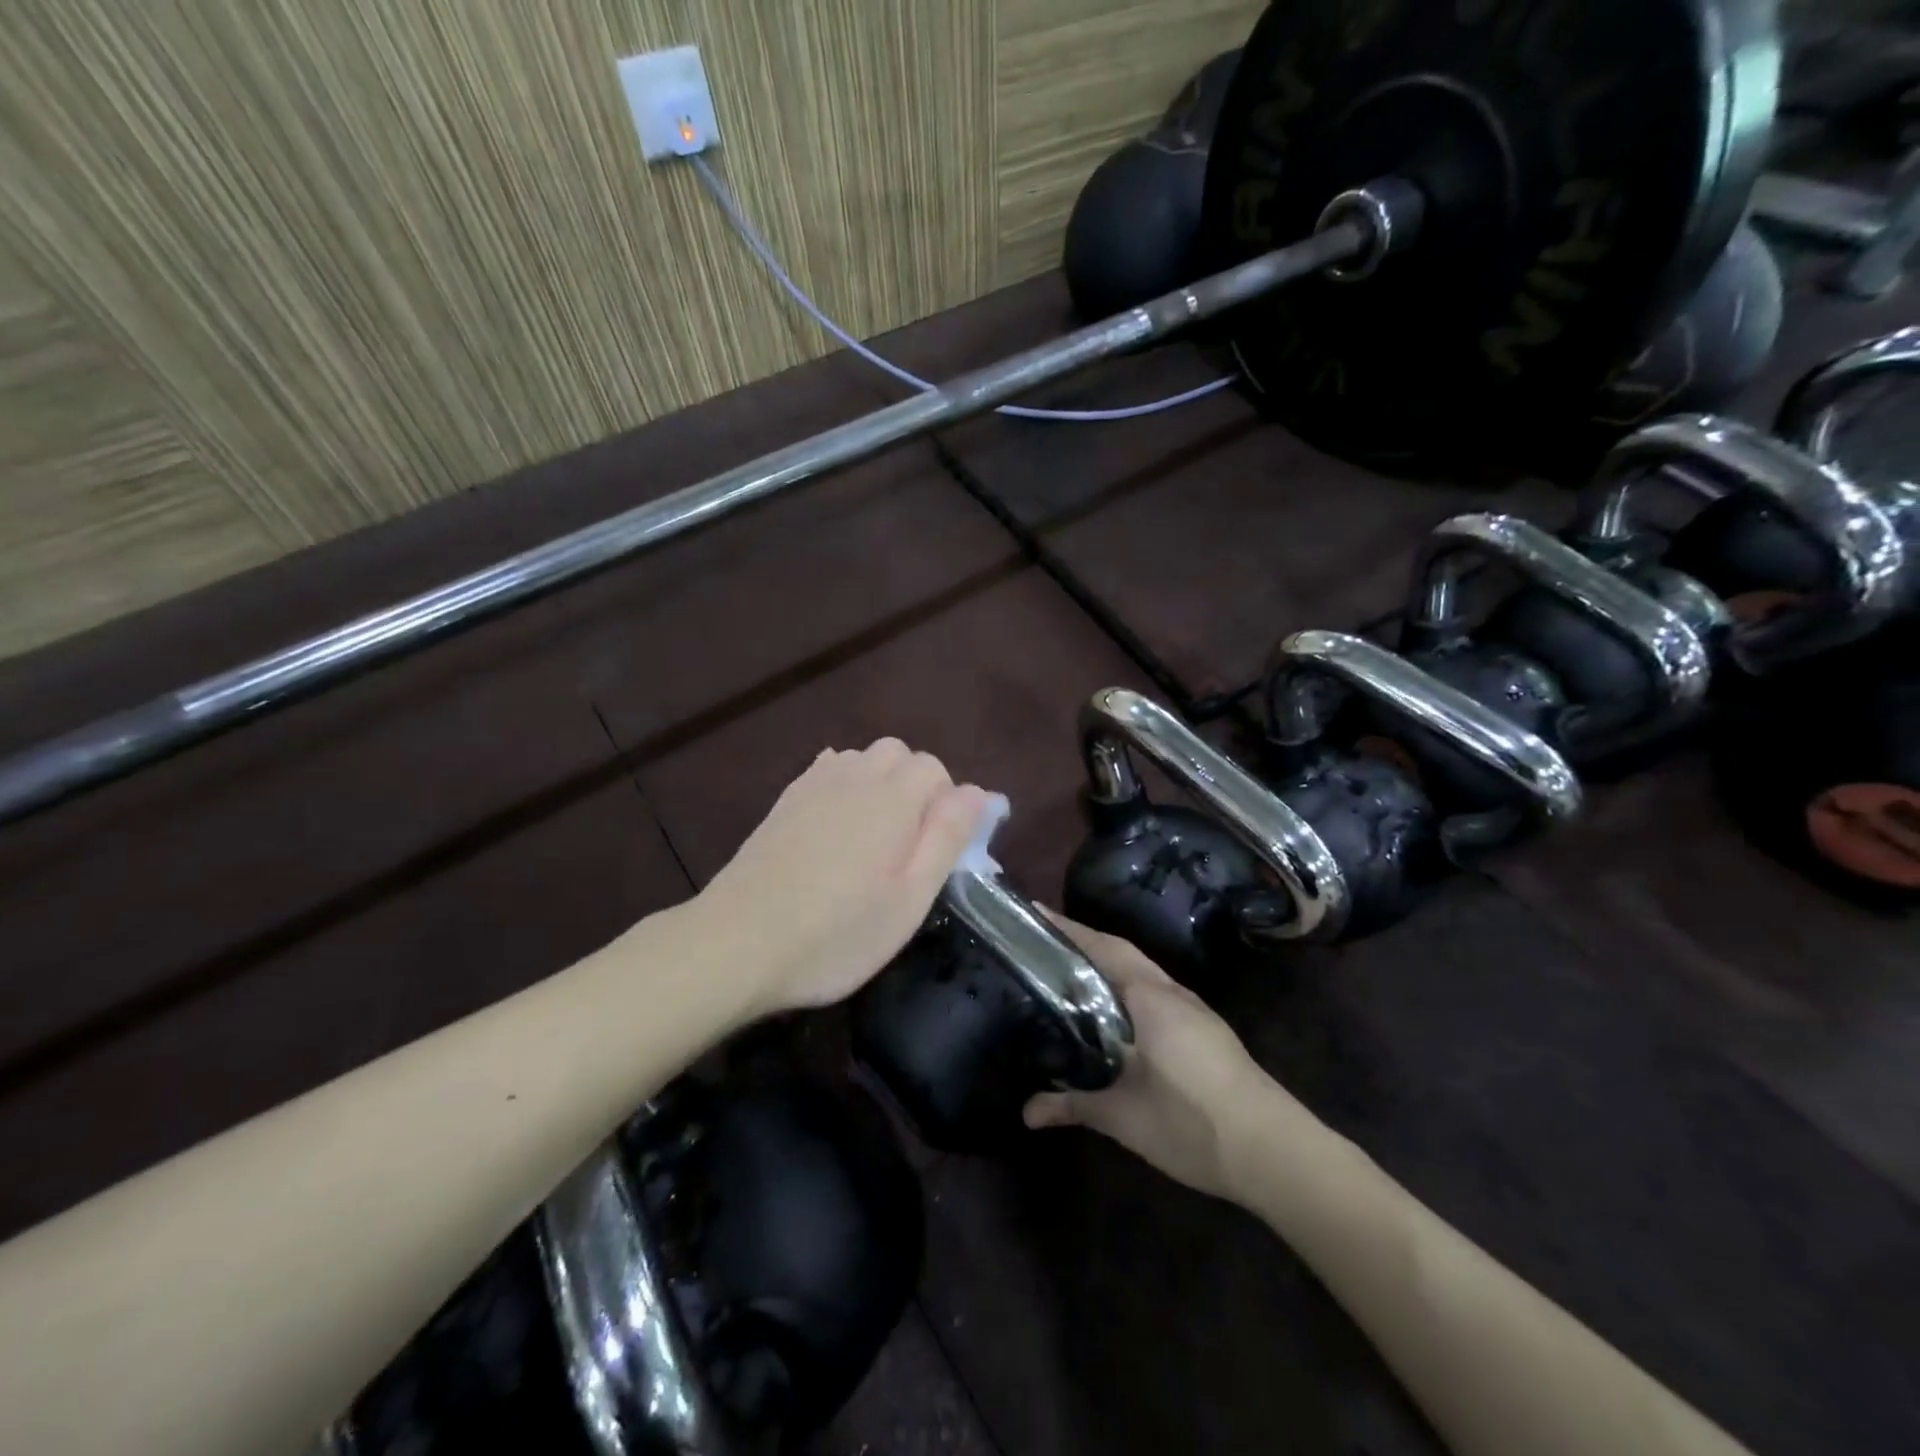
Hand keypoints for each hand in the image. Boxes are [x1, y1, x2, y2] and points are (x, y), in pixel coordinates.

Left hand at [695, 739, 994, 1017]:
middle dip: (915, 786)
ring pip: (862, 758)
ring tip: (873, 836)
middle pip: (899, 754)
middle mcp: (854, 777)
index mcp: (892, 799)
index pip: (936, 769)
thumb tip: (977, 792)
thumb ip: (946, 838)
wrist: (739, 942)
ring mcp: (813, 785)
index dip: (947, 804)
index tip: (937, 849)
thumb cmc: (837, 933)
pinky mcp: (784, 800)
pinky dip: (845, 785)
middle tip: (908, 844)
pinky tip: (837, 826)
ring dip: (879, 783)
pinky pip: (827, 770)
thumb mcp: (909, 899)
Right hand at [1024, 912, 1286, 1201]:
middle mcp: (1171, 992)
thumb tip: (1026, 1112)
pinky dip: (1128, 987)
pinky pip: (1156, 992)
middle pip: (1122, 952)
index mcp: (1149, 998)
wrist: (1273, 1150)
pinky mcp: (1206, 1031)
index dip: (1067, 929)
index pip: (1102, 948)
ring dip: (1109, 962)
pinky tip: (1115, 1011)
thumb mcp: (1124, 1116)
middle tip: (1044, 939)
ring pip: (1142, 972)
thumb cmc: (1191, 1121)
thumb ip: (1074, 1105)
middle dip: (1084, 940)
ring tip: (1071, 969)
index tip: (1033, 911)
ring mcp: (1193, 1010)